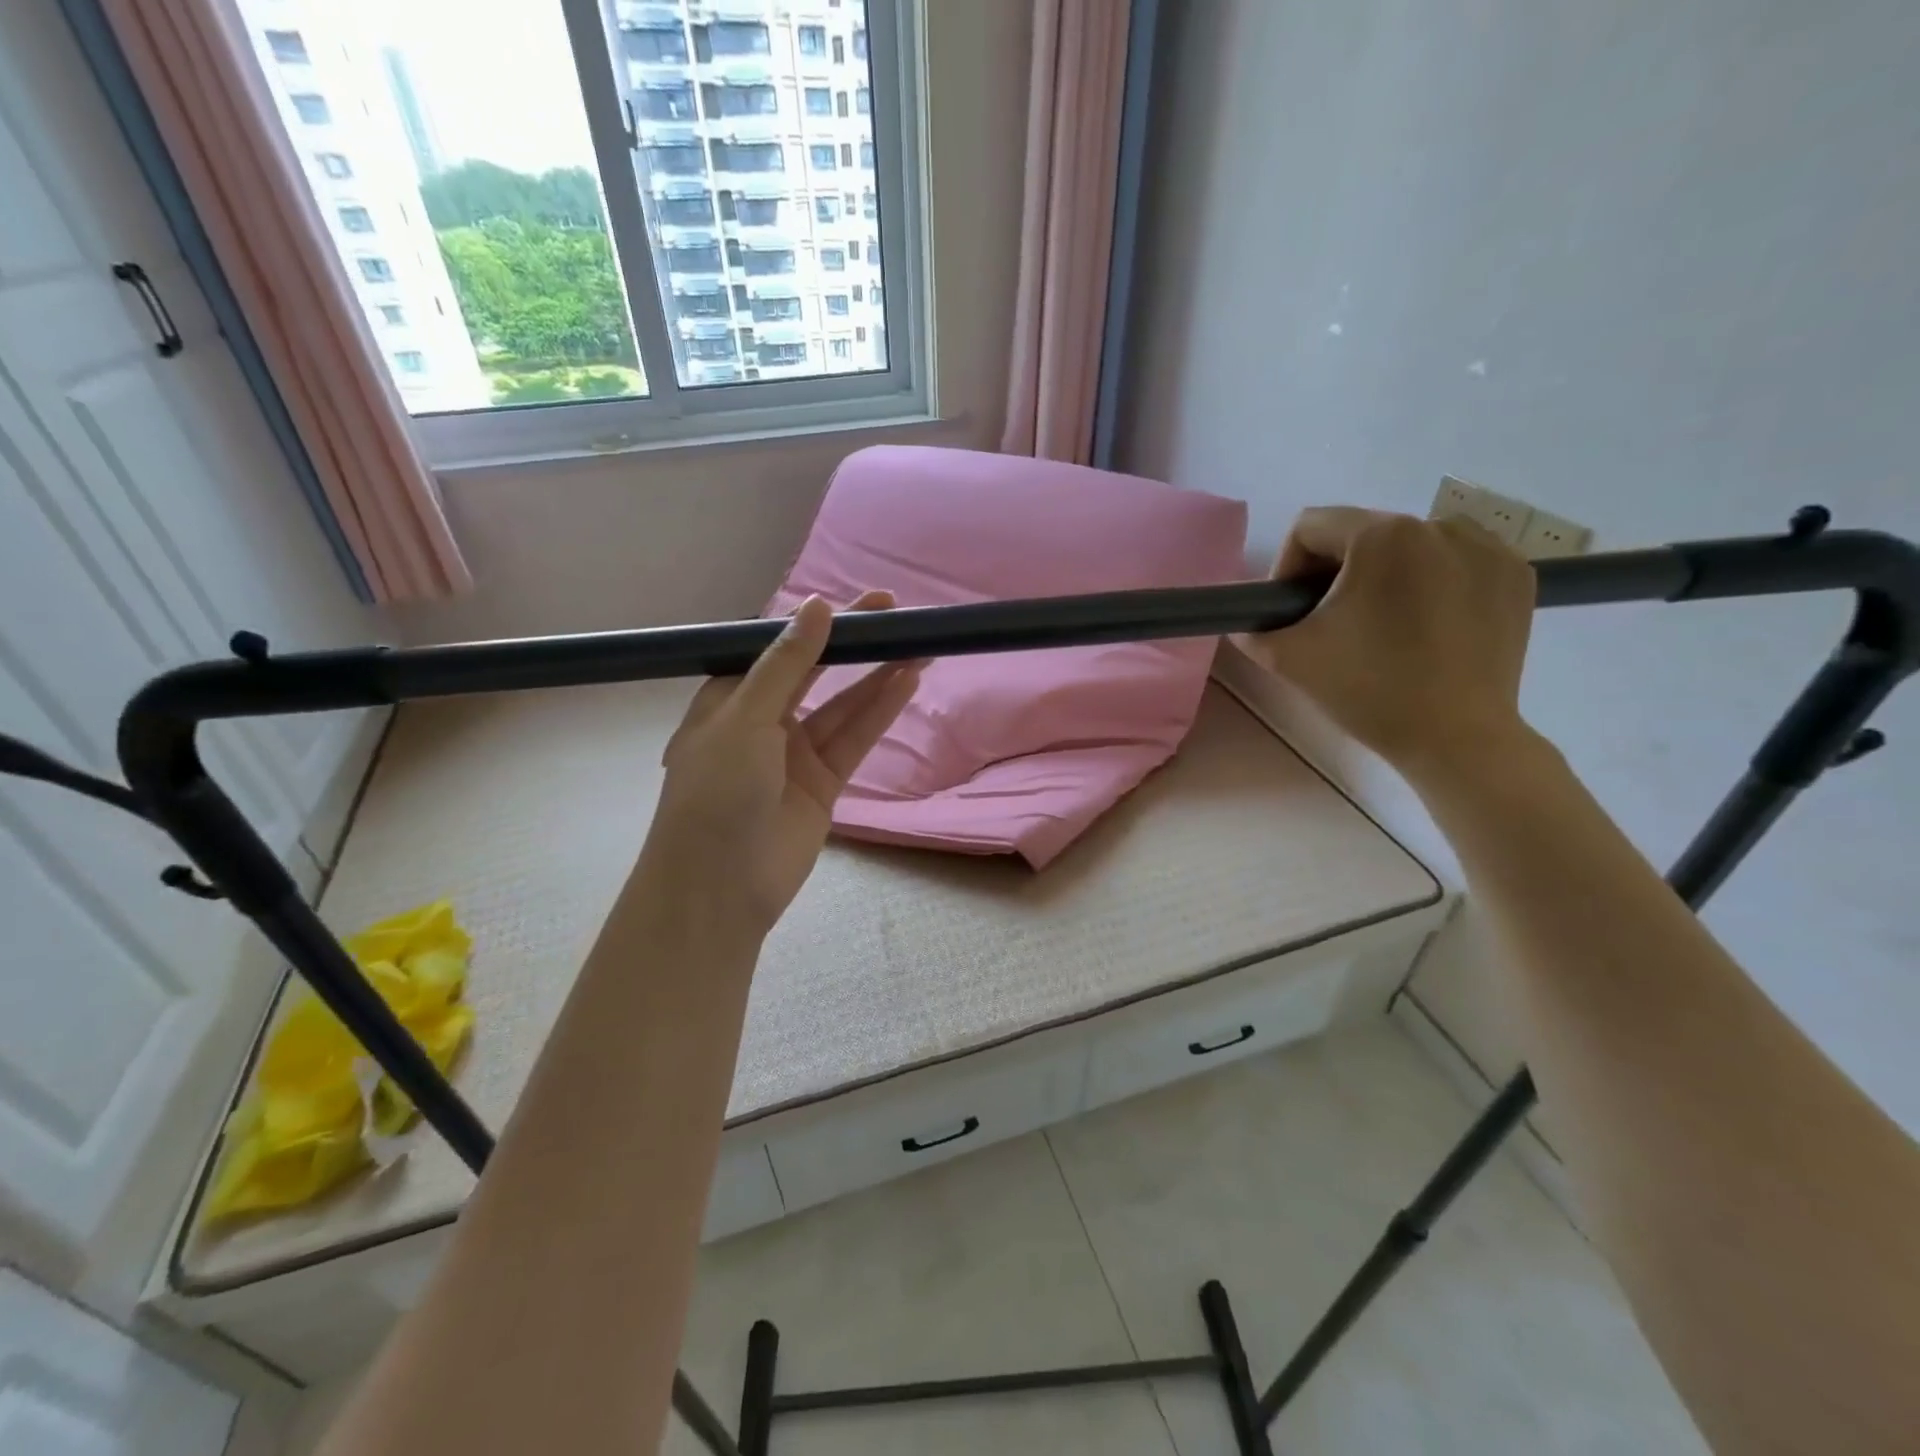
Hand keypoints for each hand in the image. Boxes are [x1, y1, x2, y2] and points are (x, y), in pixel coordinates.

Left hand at [645, 591, 920, 931]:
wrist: (719, 887)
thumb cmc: (716, 793)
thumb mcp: (745, 718)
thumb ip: (785, 663)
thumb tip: (817, 606)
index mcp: (730, 699)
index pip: (778, 648)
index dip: (818, 623)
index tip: (857, 601)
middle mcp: (764, 721)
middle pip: (815, 671)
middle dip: (853, 643)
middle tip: (895, 611)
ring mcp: (796, 754)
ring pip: (843, 705)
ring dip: (877, 675)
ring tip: (918, 642)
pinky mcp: (824, 783)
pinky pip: (855, 739)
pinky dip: (880, 712)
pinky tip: (906, 681)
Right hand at [1235, 508, 1536, 780]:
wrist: (1457, 738)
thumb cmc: (1368, 690)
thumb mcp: (1288, 658)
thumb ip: (1253, 629)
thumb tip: (1248, 622)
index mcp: (1381, 536)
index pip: (1310, 527)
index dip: (1286, 568)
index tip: (1292, 612)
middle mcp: (1439, 525)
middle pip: (1362, 534)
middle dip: (1336, 574)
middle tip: (1331, 624)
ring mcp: (1487, 548)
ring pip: (1410, 547)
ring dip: (1384, 577)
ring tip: (1381, 627)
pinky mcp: (1516, 575)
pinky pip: (1455, 563)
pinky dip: (1433, 585)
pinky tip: (1426, 628)